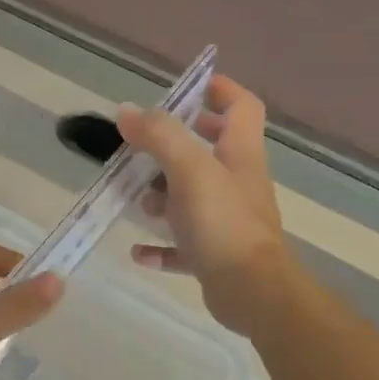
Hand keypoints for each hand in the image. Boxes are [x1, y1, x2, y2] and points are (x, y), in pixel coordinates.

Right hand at [117, 74, 292, 335]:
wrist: (252, 292)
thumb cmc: (223, 222)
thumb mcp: (189, 169)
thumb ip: (159, 136)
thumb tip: (126, 112)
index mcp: (239, 155)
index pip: (241, 107)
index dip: (220, 90)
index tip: (187, 87)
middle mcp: (236, 183)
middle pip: (212, 151)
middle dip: (176, 144)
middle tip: (143, 145)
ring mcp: (226, 221)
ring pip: (192, 197)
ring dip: (162, 195)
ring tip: (137, 199)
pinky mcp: (214, 256)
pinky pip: (182, 245)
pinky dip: (159, 245)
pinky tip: (138, 250)